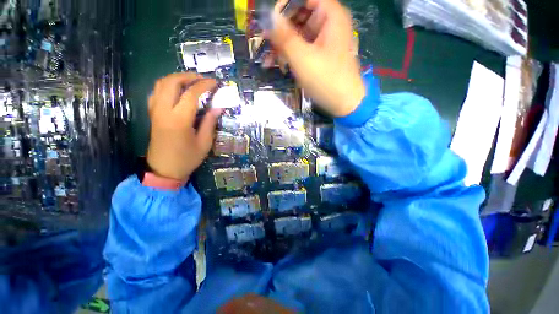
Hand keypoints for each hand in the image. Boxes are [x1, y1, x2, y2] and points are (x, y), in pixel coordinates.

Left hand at [146, 73, 221, 181]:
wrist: (164, 170)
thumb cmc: (187, 158)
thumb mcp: (204, 143)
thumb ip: (210, 123)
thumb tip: (218, 108)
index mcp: (179, 120)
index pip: (191, 94)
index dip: (204, 85)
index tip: (215, 82)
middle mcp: (164, 111)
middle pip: (171, 82)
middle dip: (188, 76)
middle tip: (202, 79)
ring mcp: (155, 111)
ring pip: (161, 84)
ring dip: (176, 78)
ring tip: (191, 81)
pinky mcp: (153, 114)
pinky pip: (156, 92)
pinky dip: (167, 86)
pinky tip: (178, 91)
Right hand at [265, 0, 365, 116]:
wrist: (345, 104)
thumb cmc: (326, 79)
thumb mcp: (302, 57)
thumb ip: (284, 36)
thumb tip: (268, 17)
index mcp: (330, 15)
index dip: (285, 6)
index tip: (270, 21)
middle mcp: (329, 23)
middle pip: (300, 15)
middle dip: (282, 29)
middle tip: (266, 42)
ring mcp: (325, 41)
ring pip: (300, 34)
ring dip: (284, 45)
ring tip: (270, 60)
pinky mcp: (321, 56)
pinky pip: (304, 48)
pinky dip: (292, 55)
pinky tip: (281, 66)